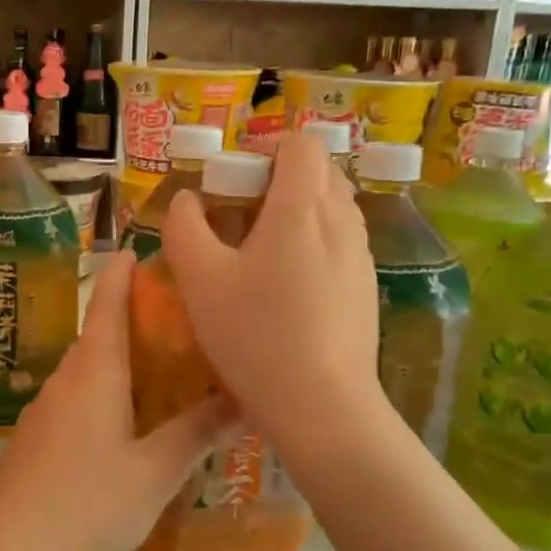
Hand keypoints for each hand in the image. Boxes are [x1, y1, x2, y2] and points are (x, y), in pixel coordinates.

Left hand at [0, 251, 237, 550]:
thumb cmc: (88, 503)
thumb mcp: (155, 472)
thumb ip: (198, 432)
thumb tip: (247, 399)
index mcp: (94, 372)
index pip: (107, 303)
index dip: (122, 273)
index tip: (140, 249)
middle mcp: (66, 378)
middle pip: (98, 333)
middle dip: (131, 317)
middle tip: (177, 318)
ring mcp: (45, 408)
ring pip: (87, 368)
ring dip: (118, 357)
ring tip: (161, 366)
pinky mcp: (36, 436)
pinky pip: (76, 396)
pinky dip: (104, 390)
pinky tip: (126, 418)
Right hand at [160, 132, 382, 450]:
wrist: (323, 406)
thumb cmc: (255, 336)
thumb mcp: (200, 280)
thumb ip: (184, 226)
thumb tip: (187, 199)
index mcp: (302, 207)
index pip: (300, 143)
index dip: (265, 148)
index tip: (234, 180)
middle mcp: (341, 220)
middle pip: (319, 171)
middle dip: (278, 178)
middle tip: (240, 215)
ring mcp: (360, 255)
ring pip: (332, 207)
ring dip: (297, 211)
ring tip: (260, 253)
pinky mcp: (366, 287)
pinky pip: (340, 242)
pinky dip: (314, 243)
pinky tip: (287, 288)